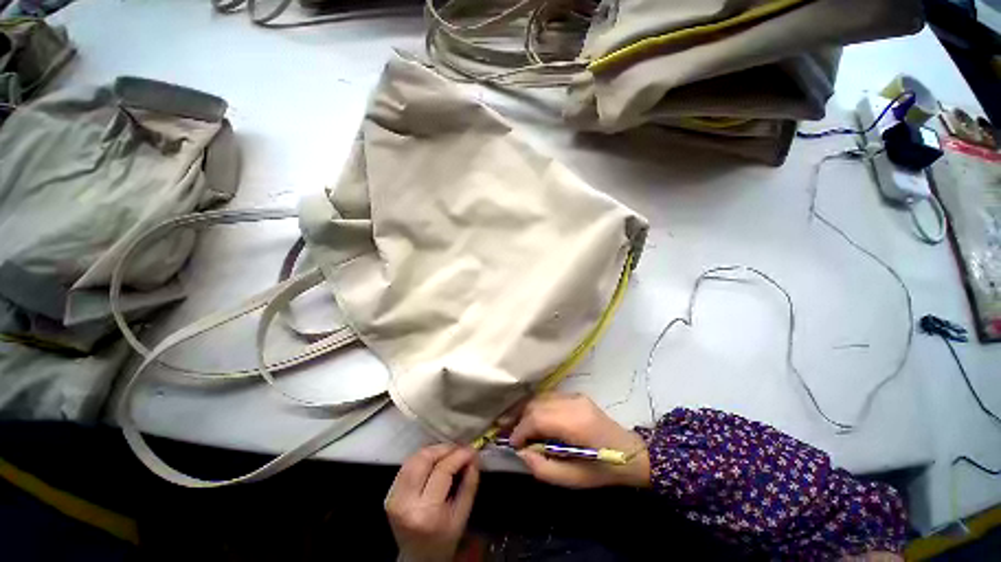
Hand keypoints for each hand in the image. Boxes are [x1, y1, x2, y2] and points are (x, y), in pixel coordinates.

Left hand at [385, 444, 479, 561]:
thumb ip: (469, 484)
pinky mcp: (389, 495)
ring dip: (432, 451)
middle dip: (443, 449)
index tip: (471, 449)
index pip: (442, 470)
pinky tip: (434, 461)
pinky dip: (422, 459)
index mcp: (426, 512)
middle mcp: (405, 502)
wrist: (418, 560)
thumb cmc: (444, 540)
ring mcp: (393, 498)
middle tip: (459, 448)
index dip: (458, 455)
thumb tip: (473, 456)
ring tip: (448, 453)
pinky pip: (406, 466)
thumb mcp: (462, 516)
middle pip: (423, 459)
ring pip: (412, 459)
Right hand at [509, 393, 650, 488]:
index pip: (538, 419)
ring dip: (525, 409)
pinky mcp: (574, 394)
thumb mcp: (573, 479)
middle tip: (506, 431)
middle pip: (536, 404)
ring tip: (514, 423)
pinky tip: (531, 416)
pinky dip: (536, 405)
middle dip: (519, 418)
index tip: (511, 444)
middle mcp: (572, 403)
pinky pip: (548, 396)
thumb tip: (522, 452)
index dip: (521, 430)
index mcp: (575, 423)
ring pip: (540, 397)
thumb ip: (544, 468)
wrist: (630, 452)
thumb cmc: (602, 469)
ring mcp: (574, 395)